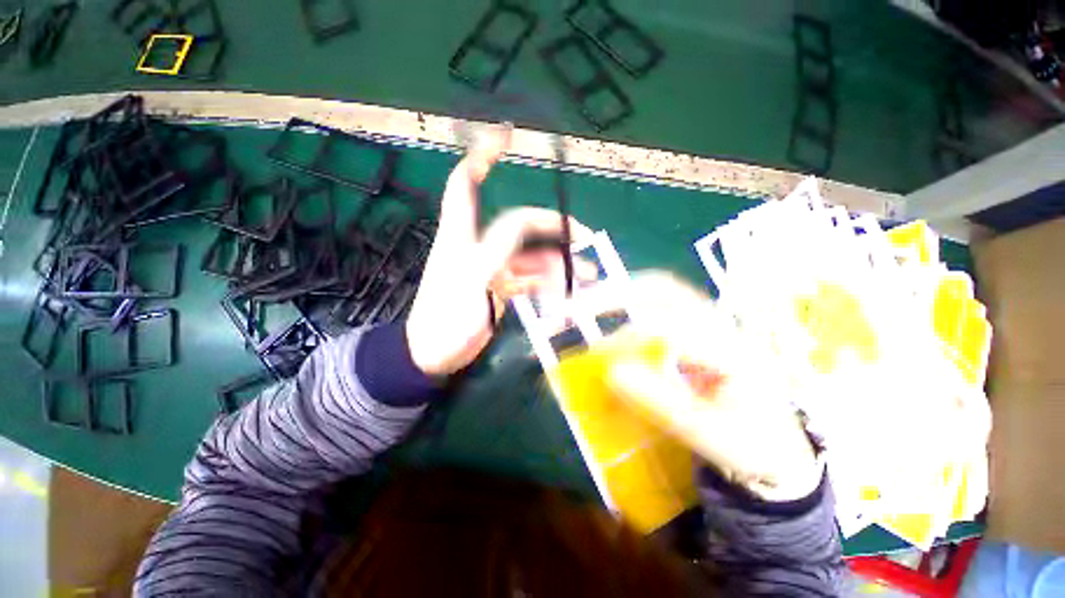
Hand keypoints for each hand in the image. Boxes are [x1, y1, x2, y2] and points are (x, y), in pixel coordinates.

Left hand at [405, 126, 592, 376]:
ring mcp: (491, 267)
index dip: (482, 157)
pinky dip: (548, 281)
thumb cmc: (445, 322)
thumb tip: (523, 222)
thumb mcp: (471, 283)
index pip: (466, 185)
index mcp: (462, 237)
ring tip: (587, 274)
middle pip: (519, 224)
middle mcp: (478, 245)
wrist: (434, 357)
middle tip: (584, 238)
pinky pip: (529, 277)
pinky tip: (566, 289)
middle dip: (552, 227)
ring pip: (530, 255)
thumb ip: (496, 250)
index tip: (506, 136)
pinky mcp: (499, 287)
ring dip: (558, 262)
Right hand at [601, 273, 822, 501]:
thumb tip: (612, 372)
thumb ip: (660, 402)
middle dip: (618, 294)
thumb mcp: (709, 434)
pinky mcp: (699, 330)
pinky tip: (612, 316)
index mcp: (734, 350)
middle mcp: (722, 325)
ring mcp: (711, 323)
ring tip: (589, 305)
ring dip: (622, 295)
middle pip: (665, 290)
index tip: (598, 357)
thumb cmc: (750, 445)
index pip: (669, 329)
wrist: (779, 447)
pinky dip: (631, 305)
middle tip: (580, 306)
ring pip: (661, 292)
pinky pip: (660, 306)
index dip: (627, 340)